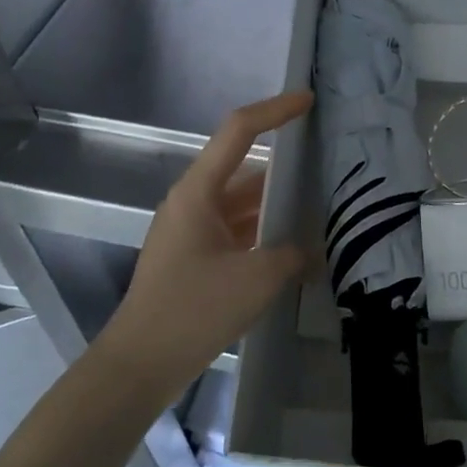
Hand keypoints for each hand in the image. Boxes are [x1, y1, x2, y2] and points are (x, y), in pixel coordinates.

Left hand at [94, 91, 312, 405]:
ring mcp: (191, 232)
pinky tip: (293, 248)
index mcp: (198, 191)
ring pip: (241, 204)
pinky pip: (235, 232)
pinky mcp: (193, 259)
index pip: (239, 131)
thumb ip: (291, 255)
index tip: (308, 101)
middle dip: (285, 166)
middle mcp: (192, 202)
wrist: (139, 365)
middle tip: (327, 164)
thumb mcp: (256, 279)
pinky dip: (263, 233)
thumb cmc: (193, 310)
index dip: (275, 110)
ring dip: (275, 205)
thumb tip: (309, 251)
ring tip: (320, 206)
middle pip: (243, 169)